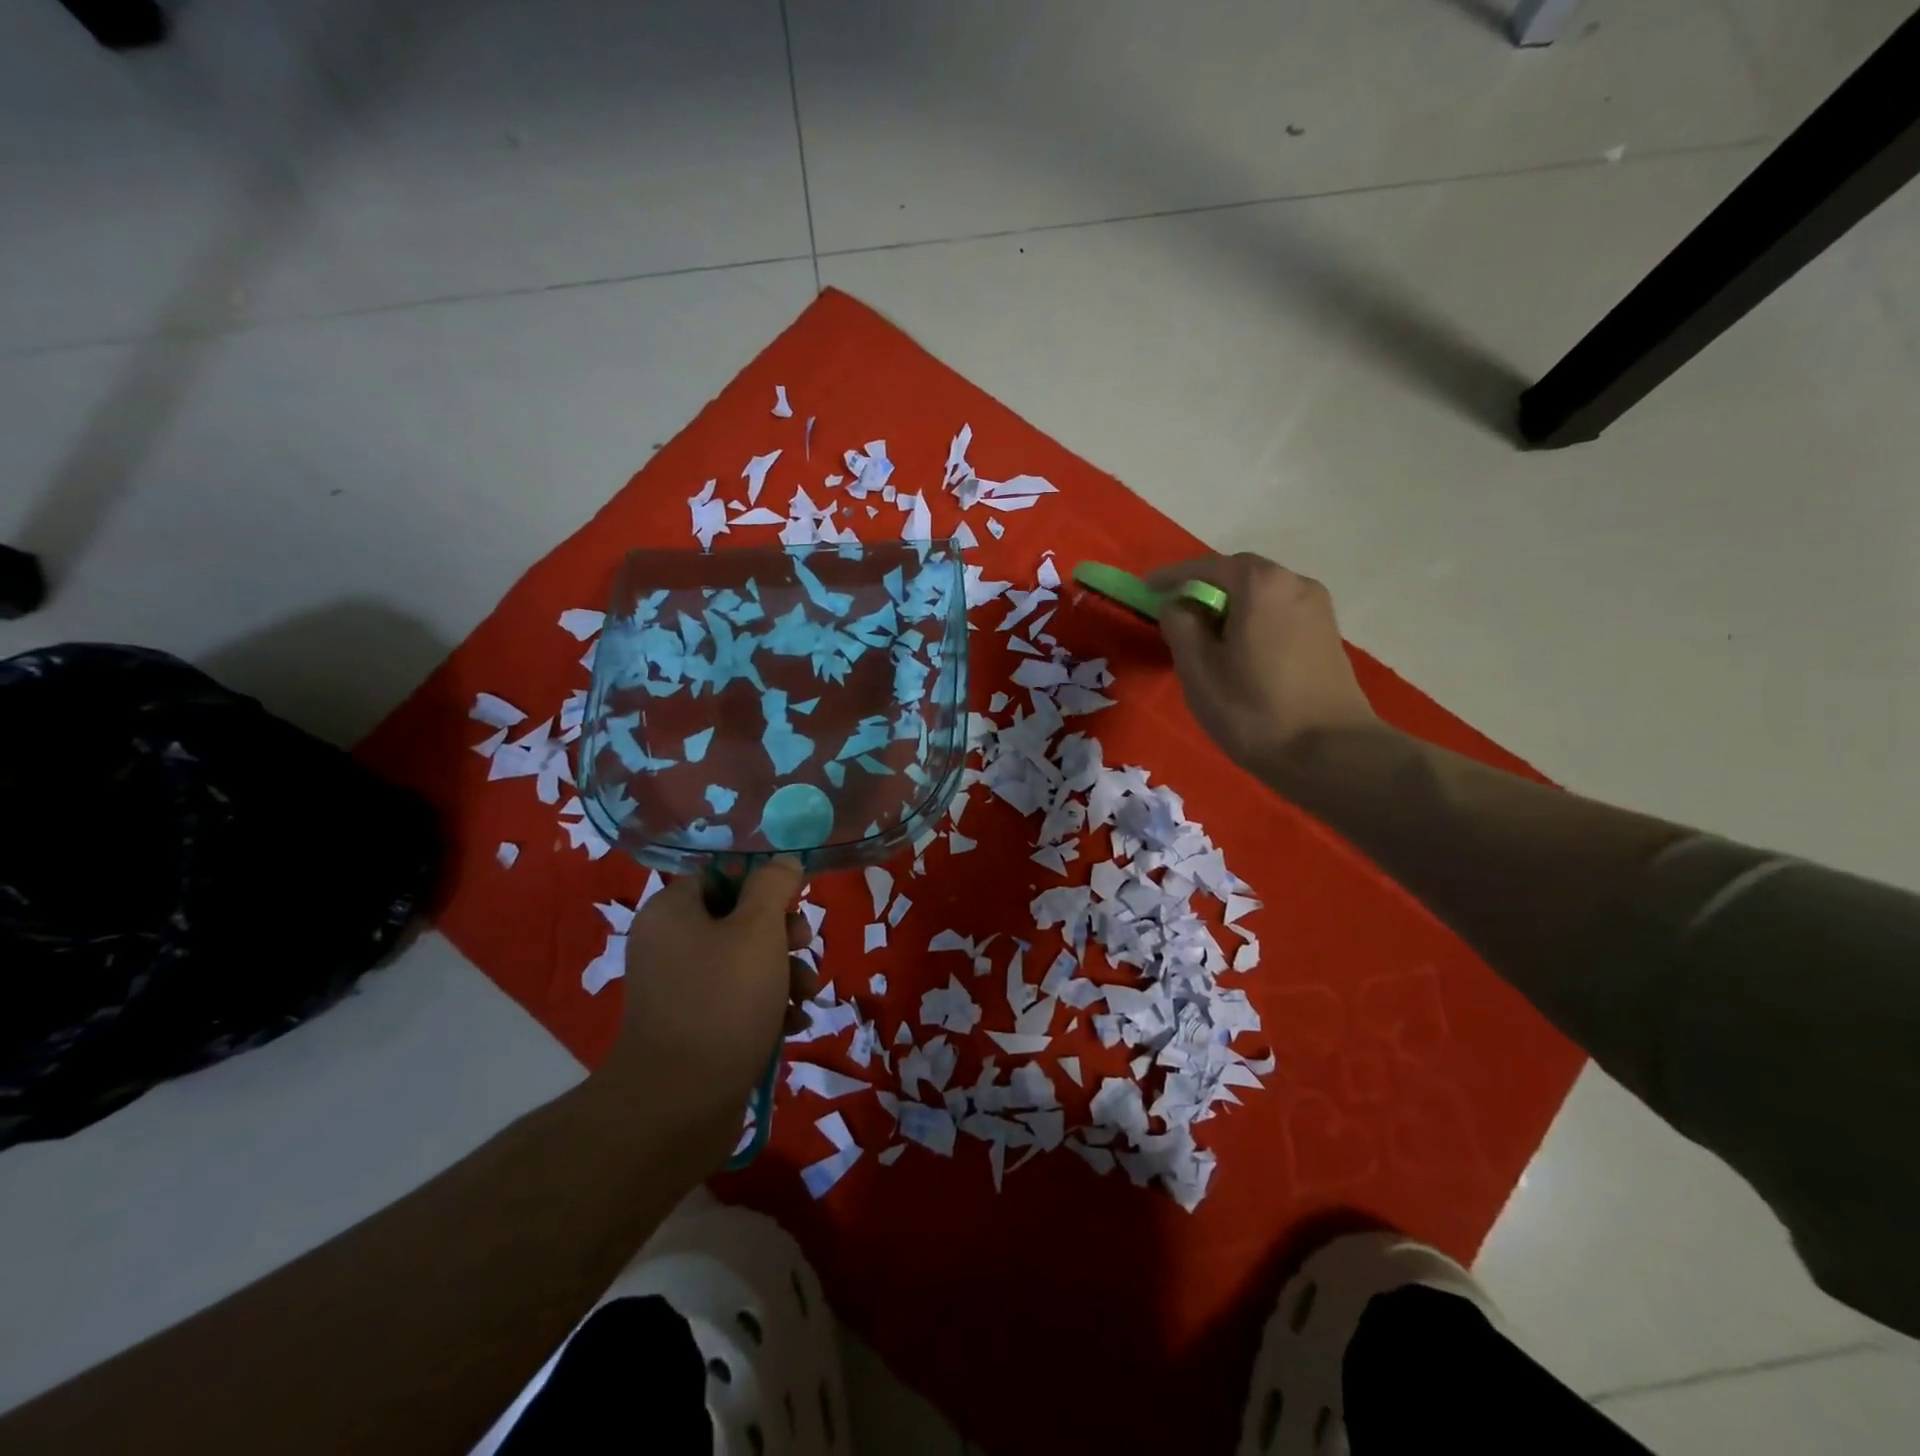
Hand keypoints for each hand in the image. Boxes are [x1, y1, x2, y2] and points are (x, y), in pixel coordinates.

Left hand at [604, 859, 816, 1165]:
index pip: (721, 876)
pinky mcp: (695, 1029)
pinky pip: (738, 1002)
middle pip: (738, 920)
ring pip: (746, 963)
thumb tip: (783, 862)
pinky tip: (793, 1025)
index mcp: (672, 913)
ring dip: (786, 974)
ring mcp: (681, 991)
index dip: (762, 884)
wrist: (681, 1105)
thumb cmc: (722, 1000)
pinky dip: (769, 1008)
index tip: (794, 901)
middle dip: (782, 934)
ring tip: (807, 996)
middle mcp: (670, 946)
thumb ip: (774, 886)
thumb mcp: (758, 929)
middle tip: (805, 946)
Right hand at [1150, 553, 1379, 772]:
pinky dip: (1253, 620)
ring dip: (1230, 606)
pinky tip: (1239, 649)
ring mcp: (1318, 609)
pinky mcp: (1327, 635)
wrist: (1330, 753)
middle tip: (1176, 611)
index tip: (1147, 586)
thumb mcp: (1198, 669)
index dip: (1173, 576)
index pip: (1207, 567)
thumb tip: (1179, 606)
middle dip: (1205, 589)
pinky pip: (1279, 614)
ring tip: (1205, 634)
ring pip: (1262, 595)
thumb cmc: (1253, 709)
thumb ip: (1180, 626)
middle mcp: (1295, 583)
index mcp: (1261, 585)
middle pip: (1239, 575)